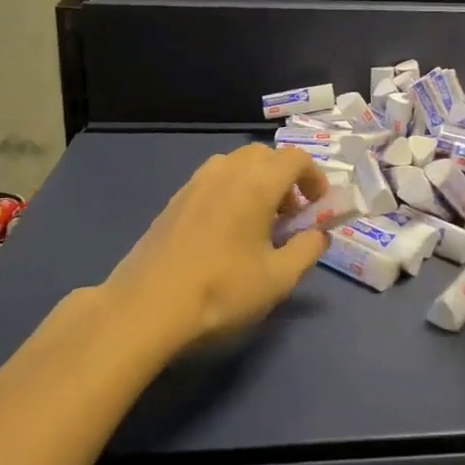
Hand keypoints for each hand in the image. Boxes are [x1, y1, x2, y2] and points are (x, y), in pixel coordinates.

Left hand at [106, 145, 330, 352]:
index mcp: (257, 183)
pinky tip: (225, 232)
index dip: (315, 178)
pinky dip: (231, 191)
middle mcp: (227, 171)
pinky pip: (213, 180)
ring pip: (236, 165)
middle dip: (285, 178)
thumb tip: (319, 234)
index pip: (296, 158)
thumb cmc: (221, 291)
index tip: (319, 207)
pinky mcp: (174, 201)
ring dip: (256, 182)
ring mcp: (195, 183)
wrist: (145, 309)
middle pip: (265, 155)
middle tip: (290, 215)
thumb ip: (308, 250)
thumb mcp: (278, 279)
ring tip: (258, 222)